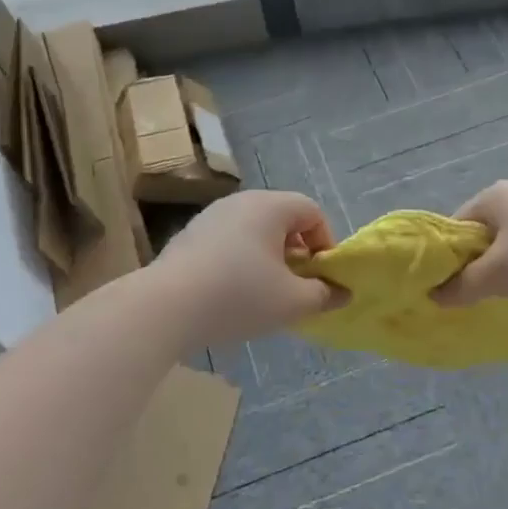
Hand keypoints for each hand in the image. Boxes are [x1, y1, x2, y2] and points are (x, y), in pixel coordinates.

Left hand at [151, 190, 341, 347]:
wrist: (165, 307)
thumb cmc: (238, 296)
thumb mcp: (291, 302)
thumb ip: (323, 295)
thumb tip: (342, 292)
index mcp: (270, 206)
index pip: (311, 211)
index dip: (325, 242)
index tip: (320, 276)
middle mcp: (240, 201)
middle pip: (282, 218)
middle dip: (296, 251)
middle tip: (295, 285)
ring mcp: (210, 216)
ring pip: (253, 231)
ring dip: (267, 257)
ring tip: (263, 293)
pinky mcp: (188, 236)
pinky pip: (228, 241)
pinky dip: (239, 261)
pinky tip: (230, 294)